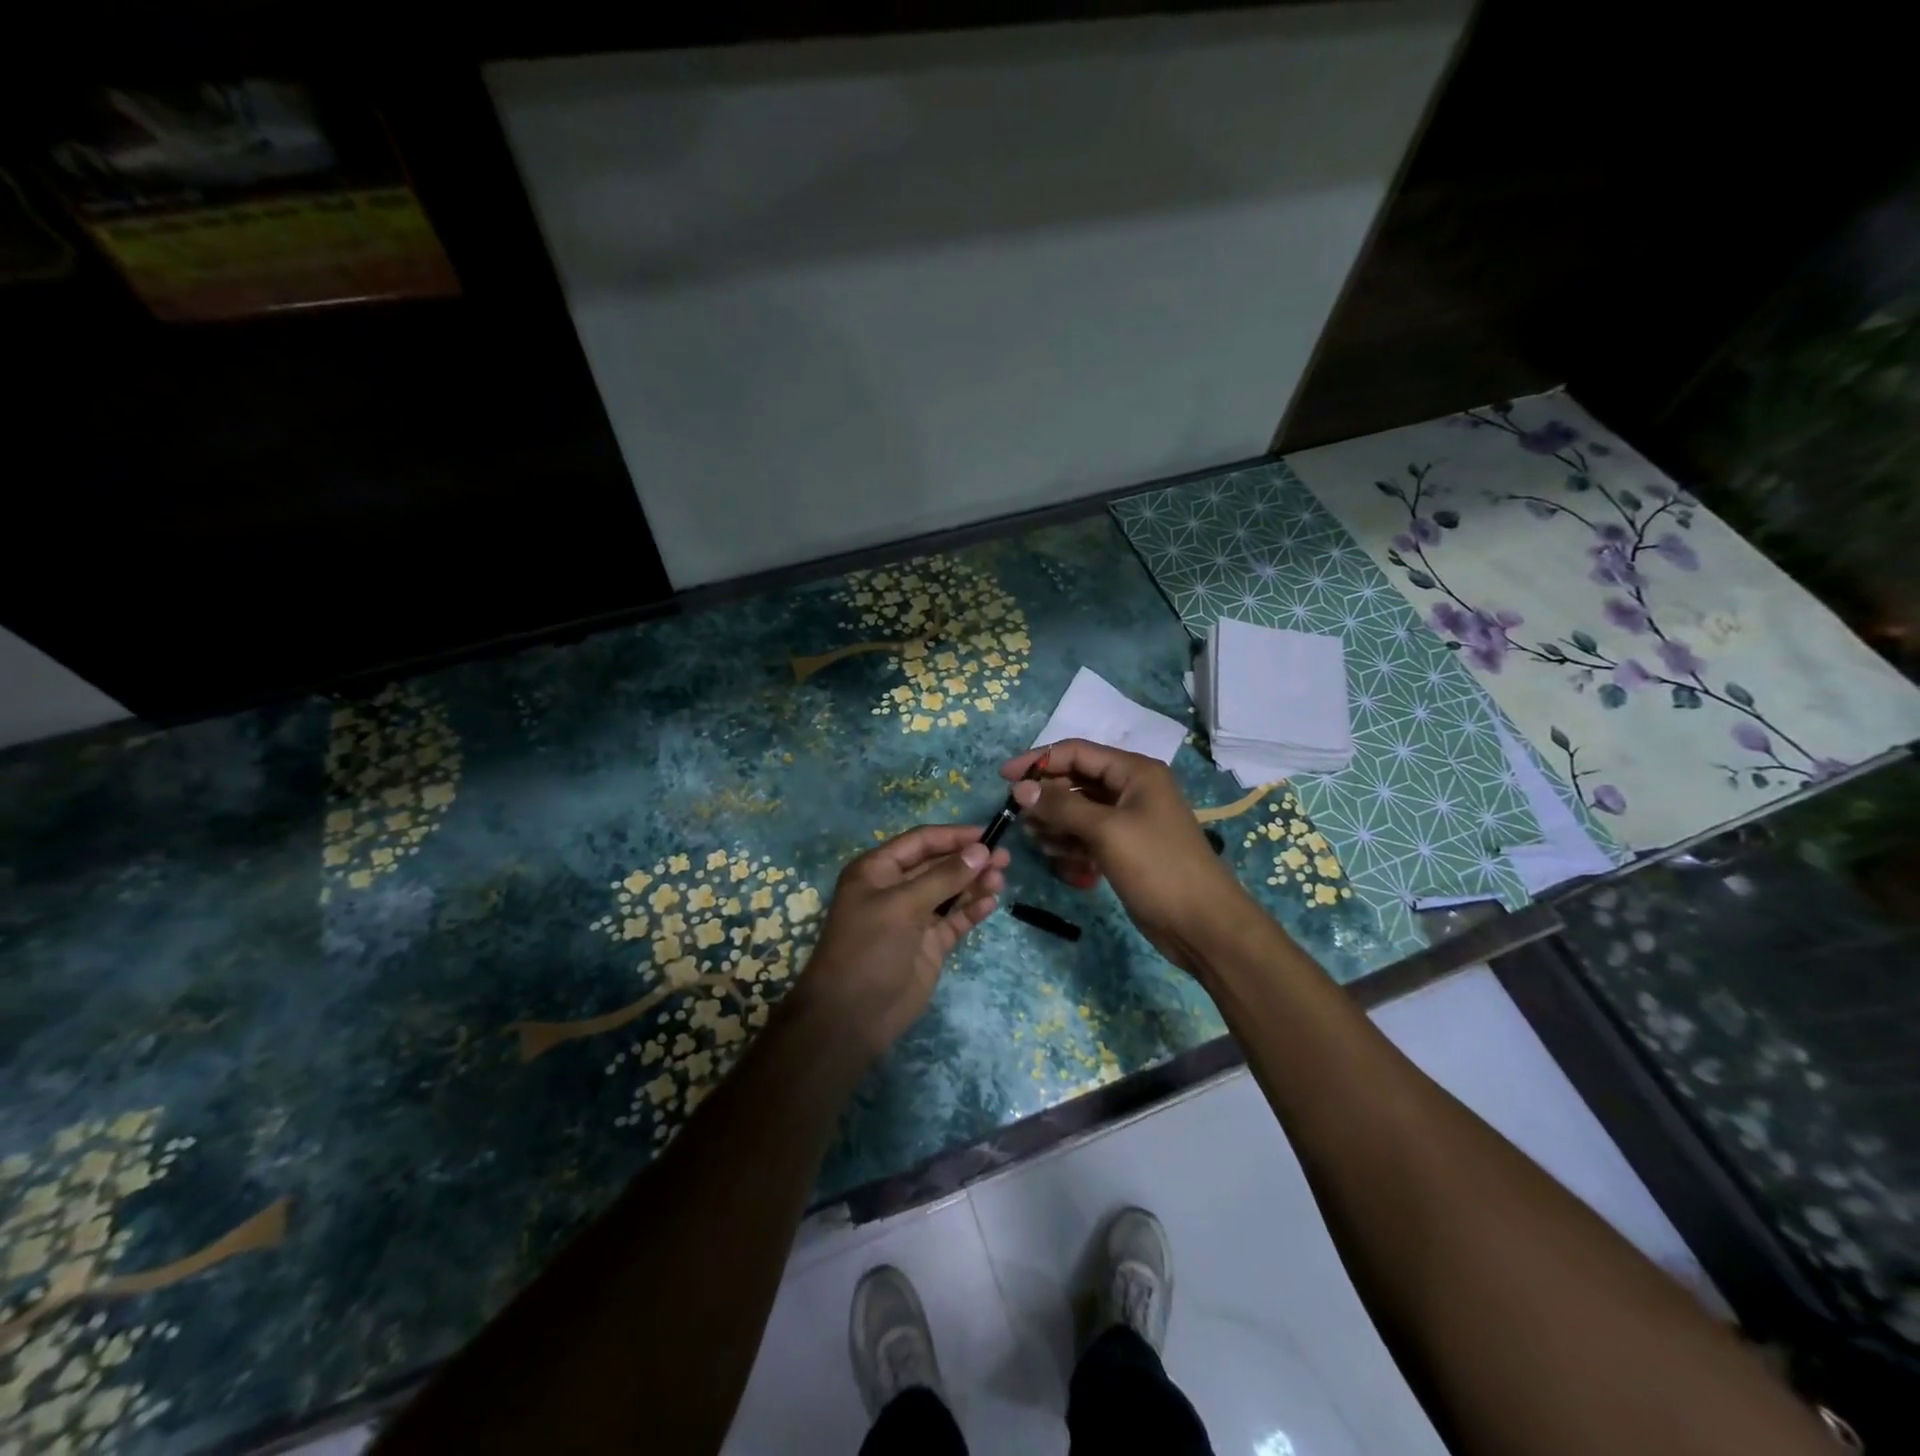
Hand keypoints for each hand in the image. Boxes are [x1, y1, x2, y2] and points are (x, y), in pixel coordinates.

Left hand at [799, 825, 1008, 1059]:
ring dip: (974, 884)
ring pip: (951, 892)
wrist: (852, 1016)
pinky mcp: (930, 944)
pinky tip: (990, 904)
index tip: (988, 834)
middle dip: (970, 860)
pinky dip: (972, 910)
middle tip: (1005, 858)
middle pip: (939, 865)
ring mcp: (914, 918)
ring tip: (1000, 879)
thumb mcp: (902, 906)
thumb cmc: (869, 948)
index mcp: (878, 870)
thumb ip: (944, 877)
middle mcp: (896, 889)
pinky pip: (955, 920)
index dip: (953, 836)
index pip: (921, 842)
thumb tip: (981, 850)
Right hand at [1001, 739, 1249, 975]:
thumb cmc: (1156, 866)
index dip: (1038, 761)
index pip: (1076, 752)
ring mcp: (1128, 819)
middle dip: (1046, 797)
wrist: (1201, 923)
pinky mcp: (1124, 847)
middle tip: (1021, 819)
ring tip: (1039, 842)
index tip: (1003, 778)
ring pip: (1078, 809)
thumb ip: (1061, 805)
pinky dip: (1070, 842)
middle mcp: (1130, 788)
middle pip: (1075, 780)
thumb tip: (1020, 788)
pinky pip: (1087, 834)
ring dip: (1055, 822)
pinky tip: (1058, 856)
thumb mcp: (1106, 830)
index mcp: (1134, 771)